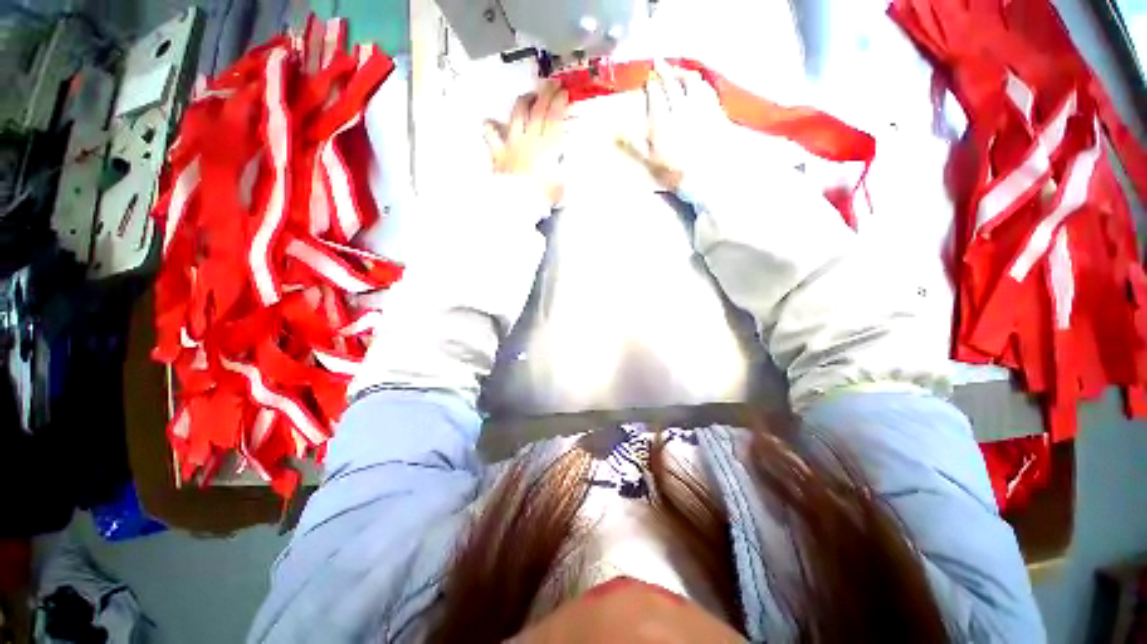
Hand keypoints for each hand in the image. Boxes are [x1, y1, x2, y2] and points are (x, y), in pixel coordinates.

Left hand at [484, 81, 569, 205]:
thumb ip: (562, 175)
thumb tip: (564, 170)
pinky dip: (491, 125)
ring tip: (529, 96)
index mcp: (547, 148)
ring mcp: (513, 143)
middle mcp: (530, 140)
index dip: (559, 102)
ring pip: (517, 114)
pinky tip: (493, 122)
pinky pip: (491, 133)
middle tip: (551, 84)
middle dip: (546, 93)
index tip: (564, 93)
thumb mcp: (559, 188)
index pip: (554, 118)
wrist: (515, 204)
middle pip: (538, 110)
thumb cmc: (539, 198)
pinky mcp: (498, 152)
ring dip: (524, 101)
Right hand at [618, 61, 726, 191]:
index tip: (648, 79)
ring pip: (692, 81)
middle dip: (665, 70)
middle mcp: (681, 108)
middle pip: (673, 83)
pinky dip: (700, 83)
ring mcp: (701, 108)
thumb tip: (617, 130)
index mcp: (663, 120)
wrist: (705, 178)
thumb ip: (634, 144)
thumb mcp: (650, 161)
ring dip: (683, 72)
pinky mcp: (715, 112)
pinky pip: (707, 90)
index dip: (651, 85)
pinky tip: (698, 83)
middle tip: (659, 62)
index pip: (656, 95)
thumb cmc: (674, 171)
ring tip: (677, 70)